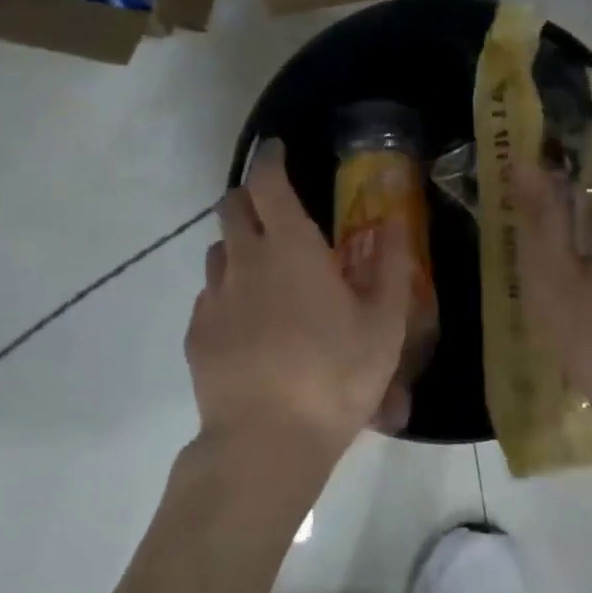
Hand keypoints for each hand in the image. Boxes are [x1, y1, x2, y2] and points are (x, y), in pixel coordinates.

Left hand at [186, 141, 414, 464]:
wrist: (266, 442)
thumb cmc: (335, 376)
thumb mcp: (384, 324)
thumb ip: (392, 266)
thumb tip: (395, 221)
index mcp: (290, 248)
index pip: (267, 181)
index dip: (270, 159)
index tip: (276, 150)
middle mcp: (244, 260)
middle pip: (232, 206)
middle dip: (250, 198)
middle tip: (276, 215)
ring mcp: (214, 297)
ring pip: (219, 251)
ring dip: (240, 248)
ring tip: (267, 276)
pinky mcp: (197, 333)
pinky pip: (210, 296)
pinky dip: (229, 294)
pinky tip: (249, 326)